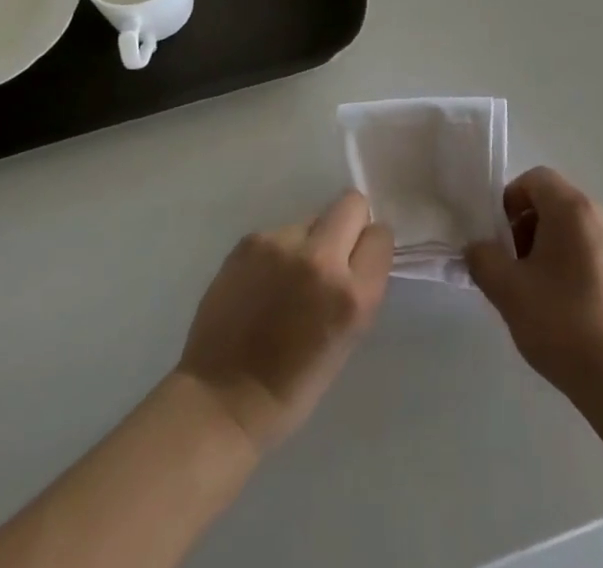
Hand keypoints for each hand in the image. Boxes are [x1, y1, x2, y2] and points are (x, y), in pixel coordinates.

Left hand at [175, 190, 392, 452]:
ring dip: (308, 241)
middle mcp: (321, 259)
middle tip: (330, 255)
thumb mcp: (346, 339)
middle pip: (352, 204)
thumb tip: (355, 252)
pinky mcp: (251, 240)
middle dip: (348, 223)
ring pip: (311, 219)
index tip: (359, 260)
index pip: (380, 236)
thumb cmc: (292, 386)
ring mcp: (282, 244)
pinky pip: (279, 232)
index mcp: (352, 295)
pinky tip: (262, 282)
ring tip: (286, 279)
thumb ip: (355, 288)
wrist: (222, 399)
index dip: (370, 246)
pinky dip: (277, 251)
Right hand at [465, 167, 602, 403]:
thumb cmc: (563, 326)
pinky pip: (599, 252)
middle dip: (530, 227)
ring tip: (541, 293)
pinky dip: (578, 264)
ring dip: (553, 247)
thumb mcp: (508, 291)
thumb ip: (483, 259)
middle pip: (557, 203)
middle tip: (516, 268)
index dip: (511, 200)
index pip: (536, 179)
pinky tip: (571, 309)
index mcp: (575, 209)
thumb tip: (478, 248)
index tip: (501, 239)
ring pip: (578, 229)